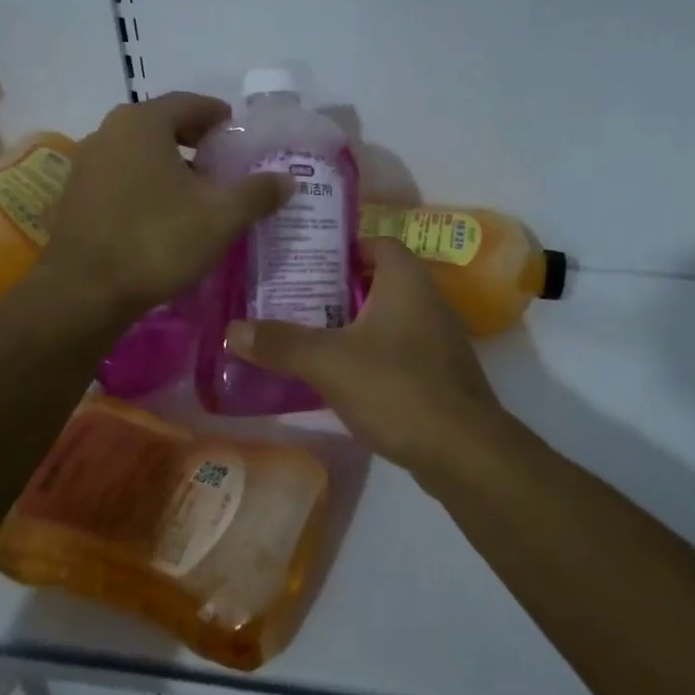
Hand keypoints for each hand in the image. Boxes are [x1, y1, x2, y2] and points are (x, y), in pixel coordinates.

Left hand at [41, 92, 288, 321]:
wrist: (84, 292)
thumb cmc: (157, 241)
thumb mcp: (221, 217)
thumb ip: (257, 193)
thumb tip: (287, 180)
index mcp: (143, 123)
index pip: (190, 103)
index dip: (220, 116)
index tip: (240, 136)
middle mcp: (109, 132)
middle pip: (163, 125)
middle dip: (197, 142)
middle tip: (224, 165)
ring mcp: (87, 164)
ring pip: (140, 153)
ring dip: (171, 165)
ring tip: (199, 193)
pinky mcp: (76, 196)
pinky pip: (122, 177)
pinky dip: (147, 184)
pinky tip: (165, 216)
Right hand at [229, 238, 515, 488]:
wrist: (463, 451)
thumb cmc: (397, 388)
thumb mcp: (329, 363)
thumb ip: (281, 343)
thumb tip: (231, 329)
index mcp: (407, 281)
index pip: (377, 243)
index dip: (343, 248)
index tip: (306, 261)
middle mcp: (429, 300)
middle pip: (380, 280)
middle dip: (339, 289)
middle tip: (296, 299)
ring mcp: (440, 339)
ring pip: (390, 317)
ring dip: (355, 323)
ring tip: (311, 335)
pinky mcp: (441, 373)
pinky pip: (401, 349)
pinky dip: (373, 353)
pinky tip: (344, 375)